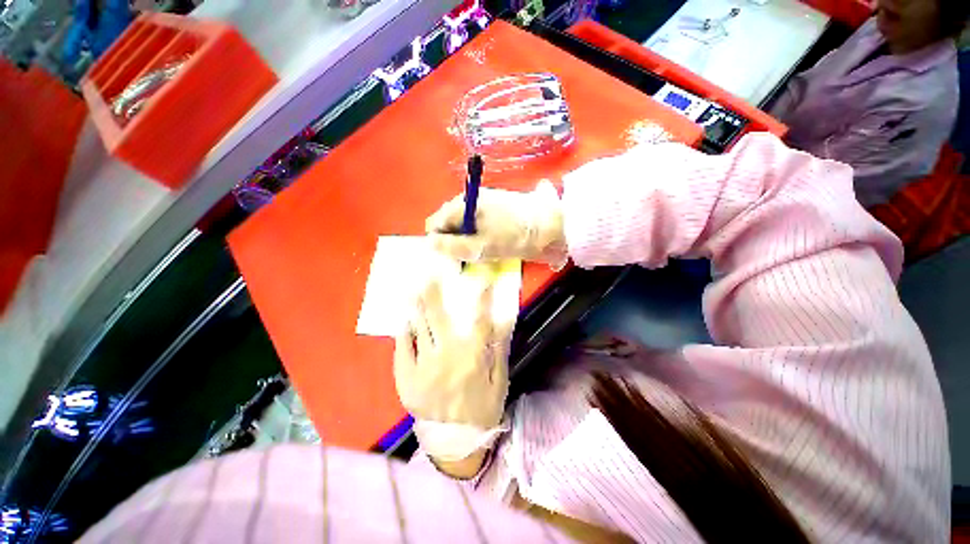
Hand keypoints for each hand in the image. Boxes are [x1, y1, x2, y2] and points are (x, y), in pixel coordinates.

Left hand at [394, 274, 512, 463]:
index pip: (479, 320)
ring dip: (417, 307)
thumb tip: (502, 321)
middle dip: (435, 294)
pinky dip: (403, 334)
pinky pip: (403, 351)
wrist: (455, 442)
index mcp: (472, 358)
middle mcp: (447, 357)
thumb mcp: (499, 381)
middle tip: (430, 275)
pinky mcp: (408, 379)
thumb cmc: (482, 408)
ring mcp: (424, 367)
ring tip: (414, 288)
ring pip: (420, 329)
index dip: (482, 298)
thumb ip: (500, 350)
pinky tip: (404, 320)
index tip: (482, 280)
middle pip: (440, 318)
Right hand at [426, 180, 567, 265]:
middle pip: (450, 223)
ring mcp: (485, 201)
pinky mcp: (497, 207)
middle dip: (455, 241)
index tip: (453, 256)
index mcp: (463, 205)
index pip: (436, 223)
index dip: (440, 242)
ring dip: (469, 240)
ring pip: (465, 225)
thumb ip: (452, 246)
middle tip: (471, 256)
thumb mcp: (481, 247)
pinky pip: (479, 223)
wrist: (552, 224)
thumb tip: (430, 243)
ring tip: (484, 251)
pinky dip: (480, 235)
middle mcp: (470, 199)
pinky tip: (493, 243)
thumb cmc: (515, 237)